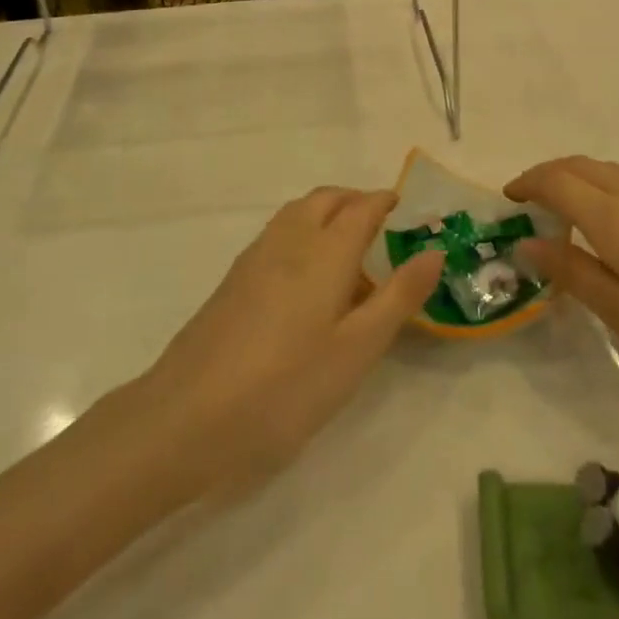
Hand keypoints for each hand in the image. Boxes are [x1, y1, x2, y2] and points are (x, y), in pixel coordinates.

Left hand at [144, 187, 441, 485]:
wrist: (185, 419)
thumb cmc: (285, 387)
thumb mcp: (357, 350)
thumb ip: (398, 297)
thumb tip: (433, 251)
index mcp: (324, 252)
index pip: (361, 207)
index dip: (385, 201)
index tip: (406, 208)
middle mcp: (288, 241)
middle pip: (325, 200)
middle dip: (355, 200)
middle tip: (382, 224)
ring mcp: (254, 259)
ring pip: (296, 213)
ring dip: (326, 213)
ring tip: (348, 248)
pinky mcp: (232, 282)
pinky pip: (277, 236)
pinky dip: (302, 233)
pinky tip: (306, 278)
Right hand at [508, 157, 618, 389]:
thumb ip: (575, 274)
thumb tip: (528, 241)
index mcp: (615, 219)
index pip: (557, 181)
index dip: (527, 183)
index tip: (508, 200)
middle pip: (582, 165)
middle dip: (548, 174)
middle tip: (529, 202)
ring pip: (609, 171)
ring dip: (578, 179)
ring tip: (565, 214)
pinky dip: (605, 188)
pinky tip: (616, 226)